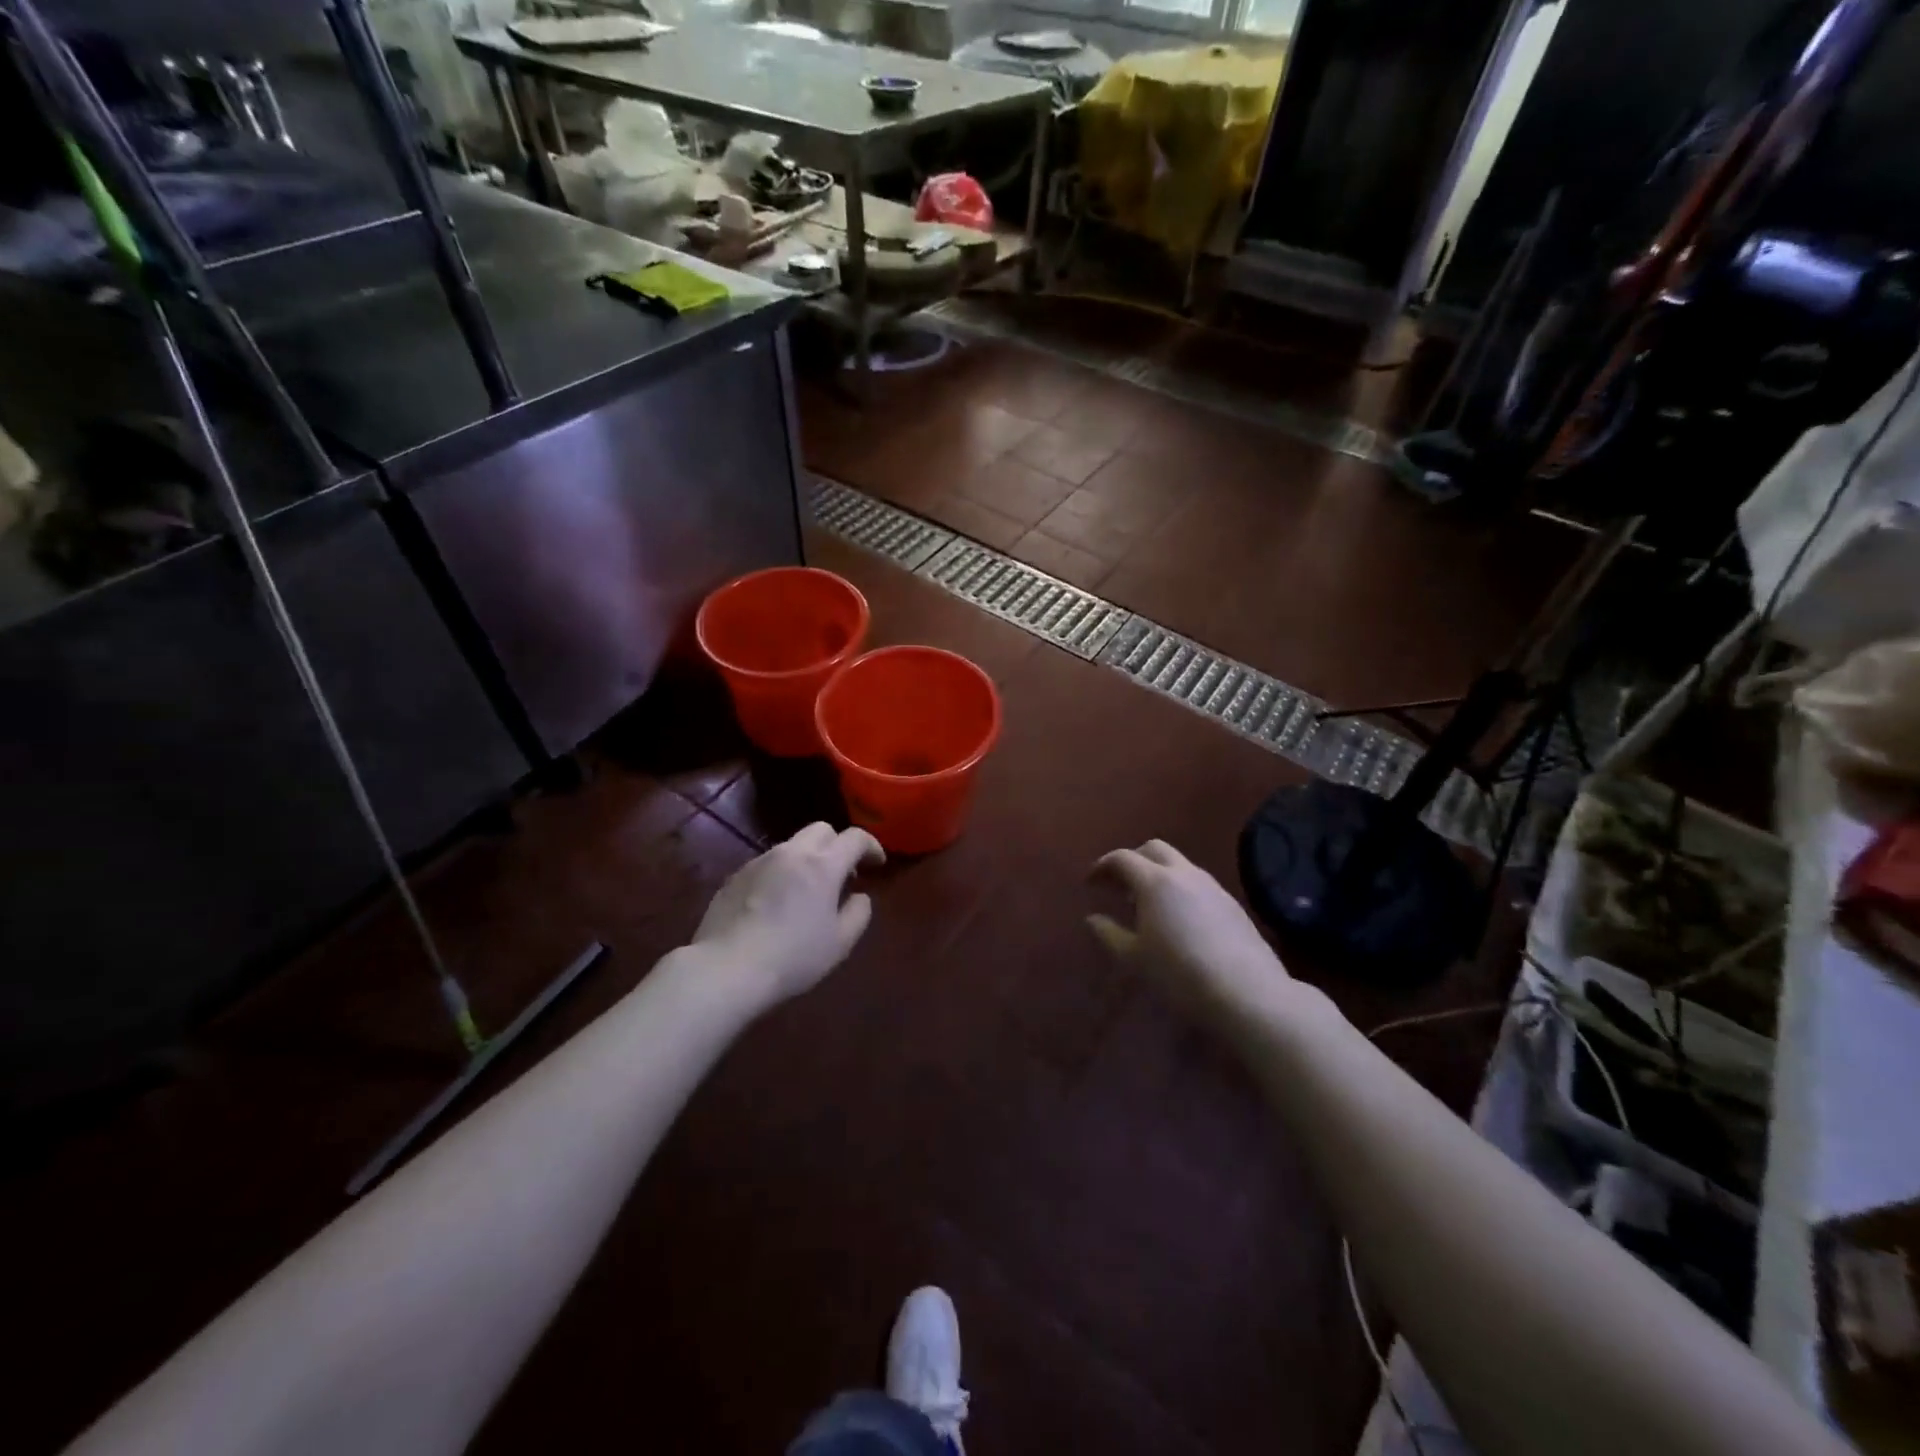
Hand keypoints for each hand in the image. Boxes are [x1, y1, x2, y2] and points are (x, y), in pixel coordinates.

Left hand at [692, 822, 884, 1007]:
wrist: (727, 969)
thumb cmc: (793, 957)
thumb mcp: (840, 943)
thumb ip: (858, 913)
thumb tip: (859, 897)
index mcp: (822, 865)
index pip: (855, 837)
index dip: (871, 846)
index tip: (877, 864)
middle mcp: (791, 853)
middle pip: (821, 829)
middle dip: (837, 845)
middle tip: (843, 875)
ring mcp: (759, 861)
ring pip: (792, 845)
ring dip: (808, 859)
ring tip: (808, 892)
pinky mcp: (735, 876)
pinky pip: (768, 864)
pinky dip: (782, 873)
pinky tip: (777, 904)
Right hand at [1088, 839, 1290, 1028]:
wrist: (1246, 993)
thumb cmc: (1179, 974)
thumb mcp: (1134, 958)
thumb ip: (1109, 934)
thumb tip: (1093, 918)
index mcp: (1155, 881)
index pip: (1122, 858)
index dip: (1102, 866)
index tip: (1090, 883)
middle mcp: (1184, 874)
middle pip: (1153, 849)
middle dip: (1132, 860)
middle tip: (1119, 885)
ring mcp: (1212, 886)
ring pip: (1179, 864)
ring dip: (1158, 874)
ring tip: (1147, 905)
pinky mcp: (1232, 903)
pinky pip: (1197, 883)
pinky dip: (1179, 888)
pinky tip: (1178, 919)